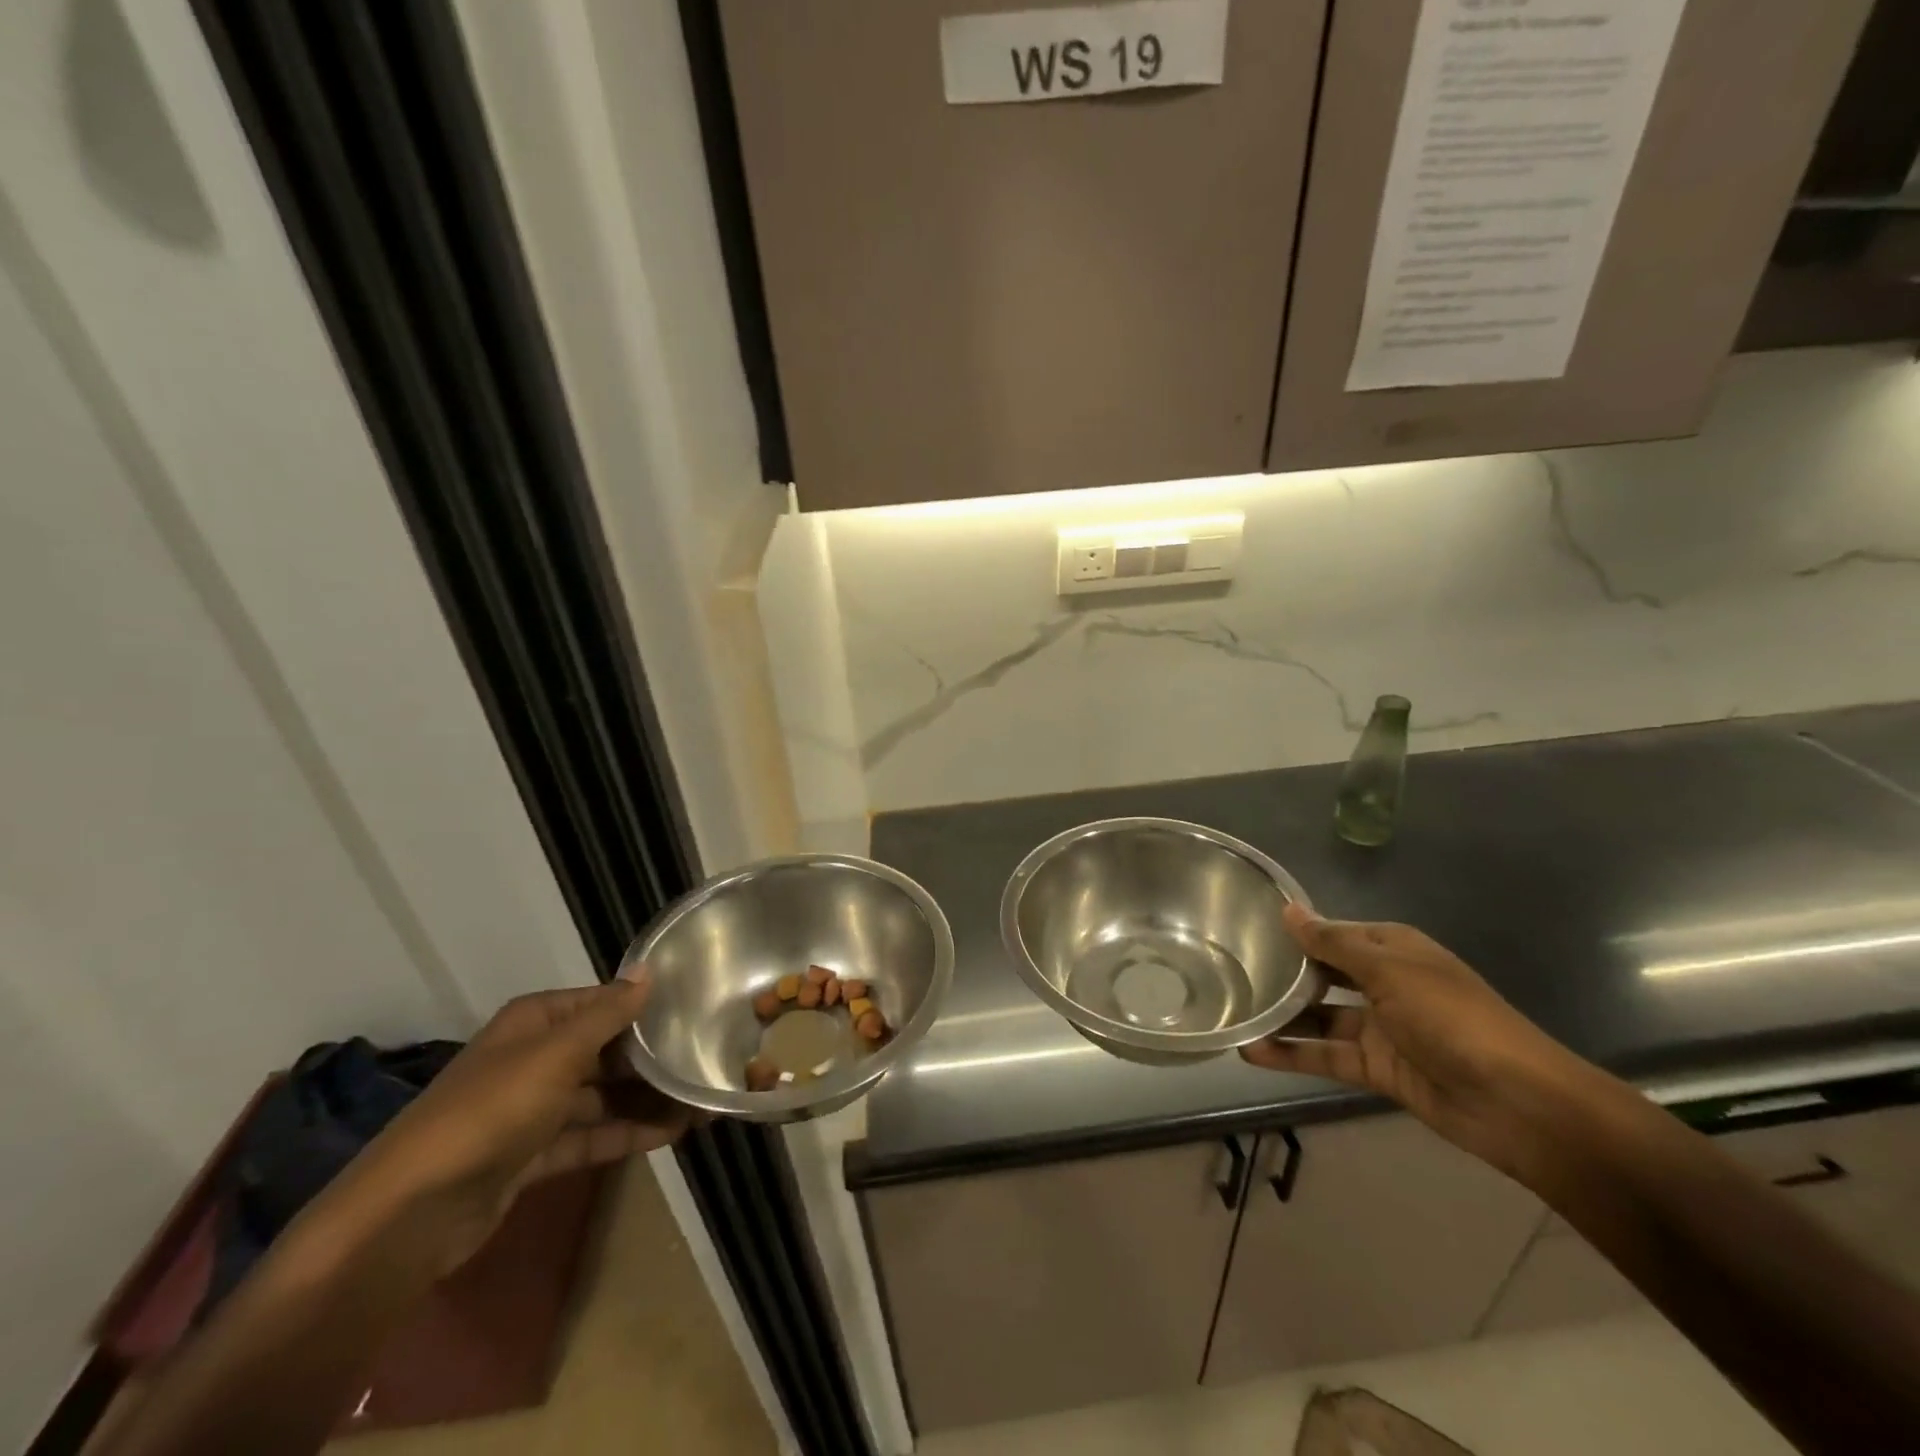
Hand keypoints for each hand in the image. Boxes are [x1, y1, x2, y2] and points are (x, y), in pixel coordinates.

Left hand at [329, 972, 694, 1272]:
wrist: (412, 1215)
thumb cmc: (491, 1111)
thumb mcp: (557, 1053)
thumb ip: (609, 1014)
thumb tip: (648, 969)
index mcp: (536, 1022)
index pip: (603, 1002)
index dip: (646, 1006)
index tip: (697, 1010)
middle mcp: (535, 1057)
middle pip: (606, 1049)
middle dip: (653, 1057)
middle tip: (708, 1059)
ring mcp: (534, 1109)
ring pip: (603, 1096)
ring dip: (648, 1099)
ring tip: (702, 1100)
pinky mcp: (534, 1155)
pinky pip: (592, 1135)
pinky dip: (628, 1133)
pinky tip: (674, 1132)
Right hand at [1240, 906, 1590, 1177]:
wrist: (1517, 1102)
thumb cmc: (1452, 1017)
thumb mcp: (1389, 969)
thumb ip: (1333, 943)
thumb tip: (1289, 909)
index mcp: (1392, 949)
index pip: (1333, 932)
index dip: (1296, 931)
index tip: (1247, 928)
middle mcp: (1384, 983)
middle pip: (1324, 974)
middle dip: (1283, 974)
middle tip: (1230, 971)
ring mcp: (1381, 1028)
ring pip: (1320, 1017)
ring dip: (1282, 1017)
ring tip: (1232, 1013)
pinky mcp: (1377, 1068)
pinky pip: (1327, 1055)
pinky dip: (1292, 1054)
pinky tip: (1252, 1051)